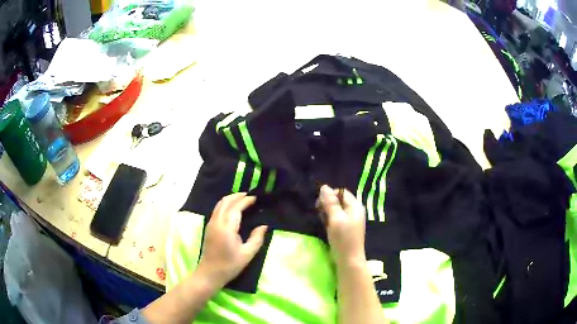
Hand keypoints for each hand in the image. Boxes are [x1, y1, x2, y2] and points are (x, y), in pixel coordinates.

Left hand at [196, 193, 267, 289]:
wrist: (210, 273)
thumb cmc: (230, 265)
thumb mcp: (247, 254)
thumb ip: (257, 238)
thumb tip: (264, 226)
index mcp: (227, 228)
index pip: (236, 208)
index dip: (245, 201)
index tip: (255, 198)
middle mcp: (217, 222)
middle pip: (225, 202)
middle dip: (237, 196)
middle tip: (249, 195)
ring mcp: (211, 224)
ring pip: (219, 205)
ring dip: (230, 199)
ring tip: (242, 199)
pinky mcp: (209, 227)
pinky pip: (217, 210)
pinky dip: (225, 204)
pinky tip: (232, 208)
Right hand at [318, 185, 366, 265]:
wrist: (348, 259)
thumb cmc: (343, 238)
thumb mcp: (336, 219)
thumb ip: (330, 203)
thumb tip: (324, 187)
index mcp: (355, 206)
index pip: (341, 192)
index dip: (330, 195)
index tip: (320, 204)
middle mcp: (354, 211)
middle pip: (339, 200)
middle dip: (327, 204)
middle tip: (319, 212)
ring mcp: (351, 220)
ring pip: (336, 210)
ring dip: (327, 212)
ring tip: (322, 220)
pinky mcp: (346, 228)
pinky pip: (337, 218)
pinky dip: (330, 220)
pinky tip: (325, 226)